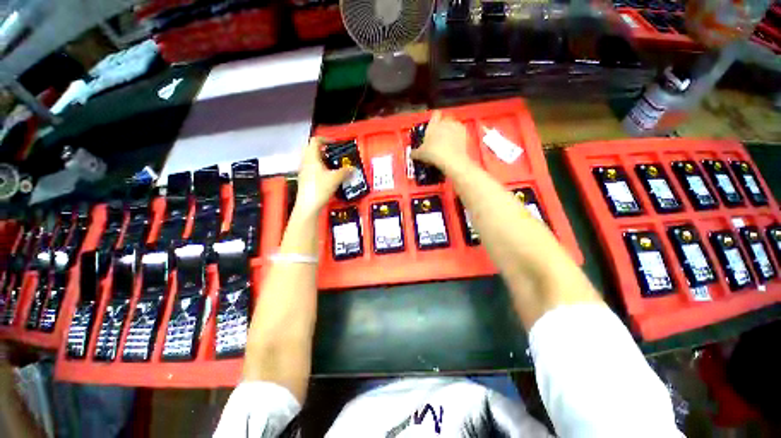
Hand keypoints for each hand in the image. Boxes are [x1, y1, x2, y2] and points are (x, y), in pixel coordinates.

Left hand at [294, 137, 350, 216]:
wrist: (308, 205)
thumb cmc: (319, 189)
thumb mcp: (336, 179)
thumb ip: (345, 172)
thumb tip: (352, 169)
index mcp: (311, 158)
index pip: (315, 141)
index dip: (325, 139)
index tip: (334, 143)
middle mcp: (305, 162)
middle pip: (311, 149)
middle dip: (323, 150)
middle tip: (333, 154)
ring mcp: (304, 171)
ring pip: (312, 160)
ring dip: (322, 160)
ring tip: (333, 165)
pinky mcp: (305, 180)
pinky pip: (312, 169)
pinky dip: (320, 169)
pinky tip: (328, 176)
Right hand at [410, 111, 470, 172]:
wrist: (452, 160)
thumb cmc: (434, 154)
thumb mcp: (420, 154)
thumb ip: (415, 152)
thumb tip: (411, 154)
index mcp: (433, 124)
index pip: (435, 115)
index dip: (434, 119)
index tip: (432, 125)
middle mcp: (446, 122)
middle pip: (445, 120)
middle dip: (442, 127)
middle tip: (438, 138)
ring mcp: (457, 127)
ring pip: (453, 126)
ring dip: (451, 132)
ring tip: (447, 143)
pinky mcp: (465, 134)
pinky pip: (460, 133)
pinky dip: (458, 138)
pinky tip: (454, 147)